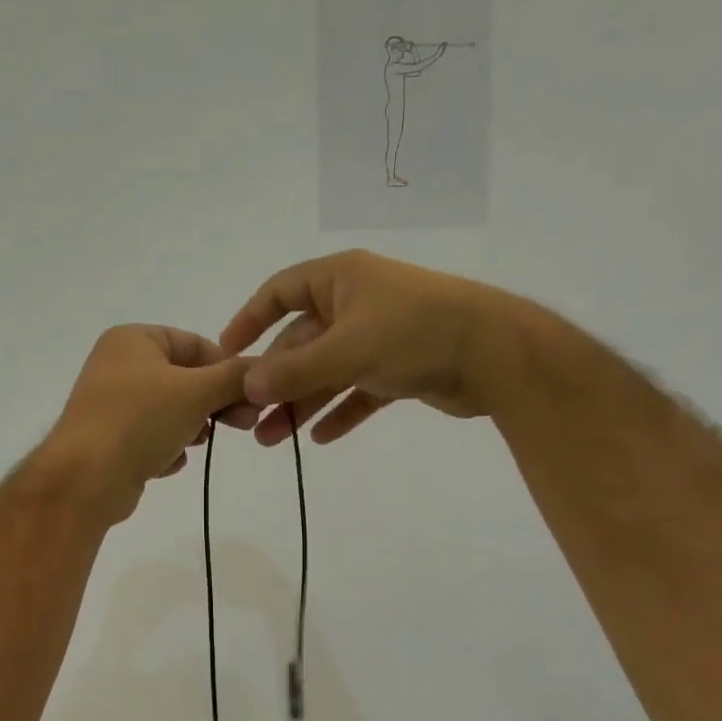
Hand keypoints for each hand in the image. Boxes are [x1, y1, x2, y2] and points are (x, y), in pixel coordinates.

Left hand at [39, 326, 257, 521]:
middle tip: (244, 424)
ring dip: (192, 428)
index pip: (196, 344)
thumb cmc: (140, 420)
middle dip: (215, 403)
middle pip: (184, 379)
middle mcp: (118, 366)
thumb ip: (236, 377)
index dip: (228, 369)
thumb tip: (265, 371)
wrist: (86, 478)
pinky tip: (168, 462)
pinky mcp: (110, 441)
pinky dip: (166, 449)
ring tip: (198, 443)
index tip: (253, 397)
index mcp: (133, 340)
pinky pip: (151, 438)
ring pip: (170, 411)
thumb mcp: (197, 391)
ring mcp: (112, 405)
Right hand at [220, 250, 516, 445]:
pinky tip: (319, 438)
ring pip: (328, 372)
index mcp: (340, 280)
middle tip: (249, 418)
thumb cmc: (413, 333)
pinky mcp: (400, 368)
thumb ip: (294, 371)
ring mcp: (379, 336)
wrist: (494, 353)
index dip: (250, 320)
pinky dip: (340, 412)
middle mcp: (356, 304)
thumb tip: (247, 385)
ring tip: (273, 440)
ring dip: (301, 404)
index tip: (226, 353)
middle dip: (275, 381)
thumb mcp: (345, 350)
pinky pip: (358, 391)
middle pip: (301, 342)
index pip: (280, 291)